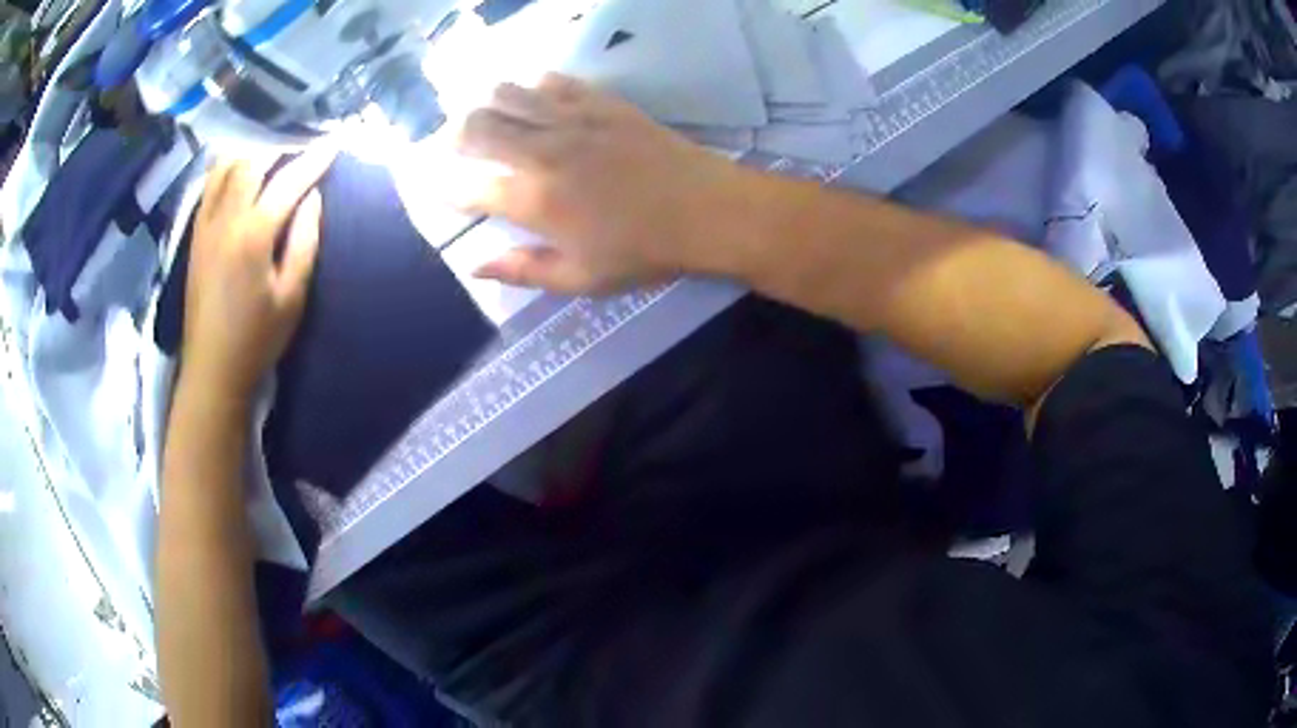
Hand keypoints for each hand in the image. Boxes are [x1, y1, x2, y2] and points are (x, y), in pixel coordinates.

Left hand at [181, 149, 335, 401]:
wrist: (212, 369)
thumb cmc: (257, 339)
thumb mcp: (293, 296)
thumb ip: (305, 241)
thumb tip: (312, 198)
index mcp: (253, 235)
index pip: (288, 182)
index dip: (314, 160)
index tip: (334, 143)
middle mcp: (225, 219)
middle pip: (253, 163)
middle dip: (282, 150)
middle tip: (303, 151)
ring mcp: (205, 225)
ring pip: (226, 168)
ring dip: (252, 156)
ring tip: (271, 160)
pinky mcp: (195, 236)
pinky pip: (209, 186)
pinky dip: (227, 170)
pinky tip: (239, 176)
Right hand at [455, 74, 750, 294]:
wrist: (707, 210)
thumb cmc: (645, 252)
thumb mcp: (581, 278)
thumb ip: (522, 270)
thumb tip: (473, 266)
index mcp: (535, 200)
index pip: (470, 188)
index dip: (447, 191)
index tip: (443, 192)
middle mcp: (543, 151)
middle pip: (475, 126)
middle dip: (454, 138)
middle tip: (458, 150)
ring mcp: (572, 119)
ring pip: (507, 93)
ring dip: (487, 106)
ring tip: (492, 122)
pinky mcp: (601, 101)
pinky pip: (553, 81)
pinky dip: (534, 89)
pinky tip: (538, 104)